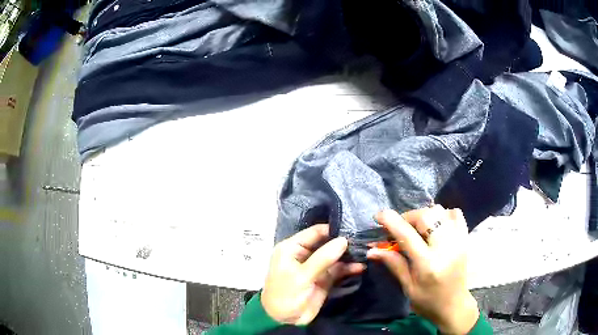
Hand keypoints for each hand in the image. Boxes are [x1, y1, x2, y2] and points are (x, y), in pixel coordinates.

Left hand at [262, 224, 364, 324]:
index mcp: (292, 248)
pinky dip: (349, 268)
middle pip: (327, 242)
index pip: (315, 232)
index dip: (333, 229)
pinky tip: (361, 267)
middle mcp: (305, 254)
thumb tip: (344, 240)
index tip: (354, 228)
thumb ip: (323, 258)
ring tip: (367, 252)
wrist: (284, 320)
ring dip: (349, 255)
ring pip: (335, 256)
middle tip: (365, 239)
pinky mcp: (324, 278)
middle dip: (345, 242)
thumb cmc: (285, 295)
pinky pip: (338, 269)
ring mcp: (316, 266)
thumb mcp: (302, 276)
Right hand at [367, 207, 478, 334]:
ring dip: (424, 215)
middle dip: (408, 217)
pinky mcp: (465, 238)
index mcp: (428, 264)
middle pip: (426, 216)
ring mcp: (458, 240)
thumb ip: (393, 264)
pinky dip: (443, 214)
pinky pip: (455, 213)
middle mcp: (446, 248)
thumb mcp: (407, 287)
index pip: (408, 235)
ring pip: (440, 211)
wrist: (454, 305)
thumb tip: (372, 250)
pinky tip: (437, 226)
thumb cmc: (428, 301)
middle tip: (400, 228)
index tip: (379, 215)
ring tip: (417, 228)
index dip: (392, 222)